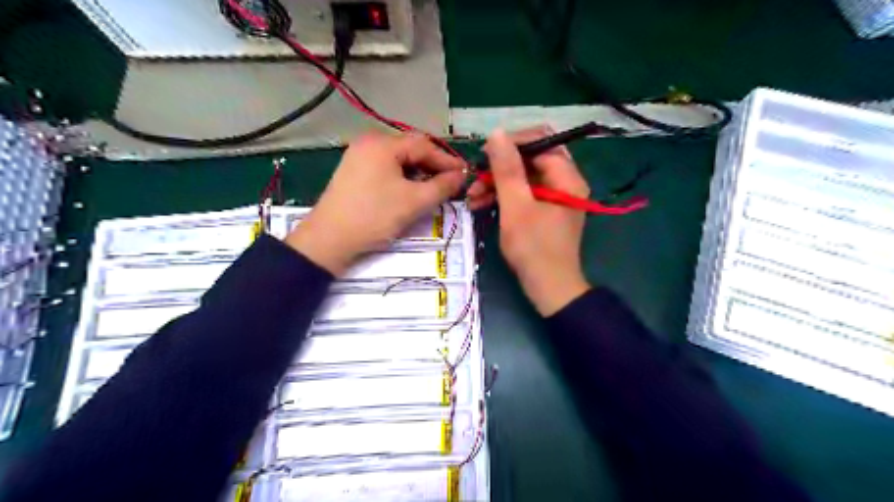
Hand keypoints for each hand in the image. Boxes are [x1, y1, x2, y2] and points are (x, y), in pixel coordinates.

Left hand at [287, 132, 467, 274]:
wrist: (329, 239)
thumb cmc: (374, 216)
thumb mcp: (414, 202)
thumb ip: (442, 186)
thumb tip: (461, 176)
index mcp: (382, 144)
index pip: (424, 145)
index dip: (447, 160)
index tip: (464, 174)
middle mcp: (369, 143)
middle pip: (410, 150)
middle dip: (432, 166)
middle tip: (450, 183)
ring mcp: (358, 156)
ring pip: (397, 160)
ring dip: (418, 173)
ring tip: (433, 189)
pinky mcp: (353, 172)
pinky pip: (385, 169)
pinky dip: (402, 178)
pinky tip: (409, 191)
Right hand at [470, 128, 590, 315]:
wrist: (549, 288)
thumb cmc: (534, 248)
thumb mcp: (516, 207)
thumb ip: (507, 170)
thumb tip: (497, 133)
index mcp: (567, 177)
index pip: (541, 142)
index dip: (511, 144)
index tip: (484, 155)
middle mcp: (565, 182)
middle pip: (531, 159)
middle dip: (500, 167)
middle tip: (476, 176)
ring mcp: (555, 197)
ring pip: (524, 177)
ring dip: (497, 183)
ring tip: (472, 196)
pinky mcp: (546, 211)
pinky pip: (524, 194)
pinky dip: (504, 197)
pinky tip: (481, 204)